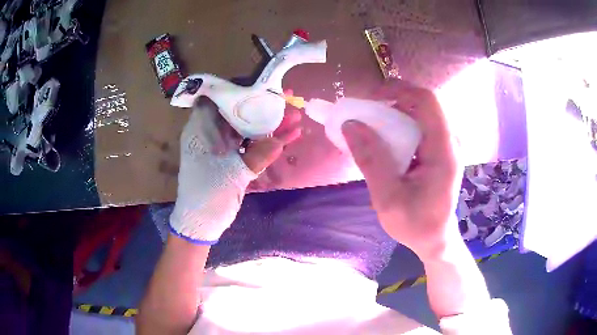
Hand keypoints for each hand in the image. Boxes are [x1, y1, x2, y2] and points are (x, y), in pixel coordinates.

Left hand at [170, 98, 300, 243]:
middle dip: (262, 106)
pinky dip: (267, 143)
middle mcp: (211, 134)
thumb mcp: (233, 174)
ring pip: (247, 130)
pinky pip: (250, 146)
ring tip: (294, 116)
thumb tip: (283, 139)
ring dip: (269, 125)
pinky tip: (288, 137)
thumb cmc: (207, 196)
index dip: (239, 89)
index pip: (219, 99)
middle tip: (285, 97)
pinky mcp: (232, 160)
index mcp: (201, 130)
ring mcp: (222, 148)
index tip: (260, 84)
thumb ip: (259, 155)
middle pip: (238, 113)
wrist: (201, 223)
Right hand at [342, 84, 461, 259]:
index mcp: (444, 150)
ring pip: (420, 112)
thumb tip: (350, 124)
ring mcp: (446, 144)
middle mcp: (450, 140)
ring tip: (370, 125)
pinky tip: (384, 138)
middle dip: (391, 100)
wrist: (436, 239)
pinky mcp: (440, 149)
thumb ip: (371, 160)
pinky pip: (419, 125)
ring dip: (393, 111)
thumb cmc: (416, 225)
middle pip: (422, 103)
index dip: (398, 90)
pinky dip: (398, 124)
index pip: (427, 100)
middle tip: (365, 113)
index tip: (370, 100)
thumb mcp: (388, 199)